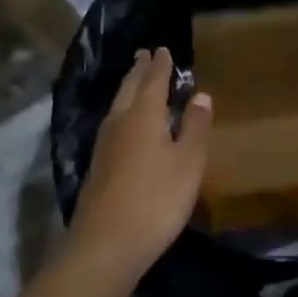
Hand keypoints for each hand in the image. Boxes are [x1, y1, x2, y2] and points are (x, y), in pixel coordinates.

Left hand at [69, 49, 212, 283]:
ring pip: (117, 106)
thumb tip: (200, 94)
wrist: (104, 247)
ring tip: (135, 82)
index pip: (153, 80)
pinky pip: (112, 124)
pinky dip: (122, 112)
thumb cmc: (155, 200)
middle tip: (144, 54)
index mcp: (143, 115)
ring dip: (128, 89)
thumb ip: (195, 127)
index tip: (163, 49)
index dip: (160, 65)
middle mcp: (119, 122)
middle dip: (139, 70)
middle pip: (129, 88)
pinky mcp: (97, 168)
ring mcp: (104, 146)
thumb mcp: (188, 163)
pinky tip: (124, 125)